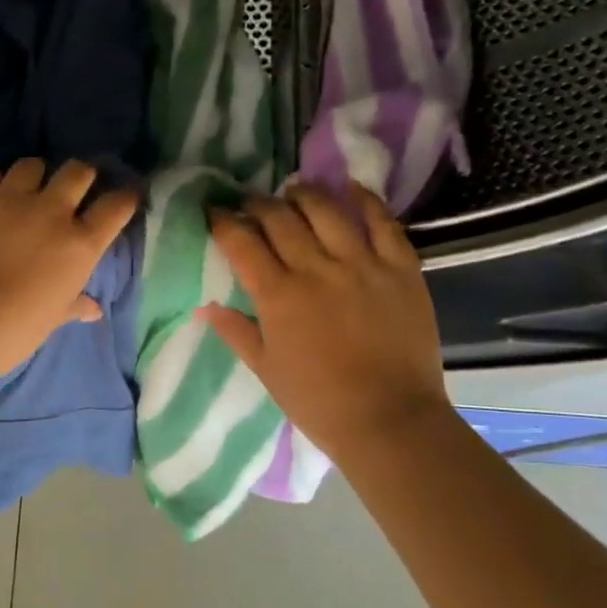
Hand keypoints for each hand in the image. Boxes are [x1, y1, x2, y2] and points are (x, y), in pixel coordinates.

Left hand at [0, 159, 137, 379]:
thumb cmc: (10, 331)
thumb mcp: (49, 321)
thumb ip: (72, 306)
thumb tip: (92, 309)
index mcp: (79, 246)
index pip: (115, 208)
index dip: (124, 198)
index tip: (125, 197)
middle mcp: (50, 213)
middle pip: (78, 172)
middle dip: (83, 175)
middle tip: (77, 186)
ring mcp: (9, 201)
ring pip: (33, 165)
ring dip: (37, 174)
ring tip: (31, 188)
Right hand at [199, 182, 447, 462]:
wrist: (389, 420)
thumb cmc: (318, 401)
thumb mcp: (266, 369)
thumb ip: (236, 332)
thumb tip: (205, 307)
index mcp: (278, 296)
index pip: (241, 242)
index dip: (223, 221)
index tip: (214, 211)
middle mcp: (316, 269)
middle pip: (280, 218)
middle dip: (258, 203)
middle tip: (249, 201)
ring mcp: (362, 264)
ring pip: (326, 210)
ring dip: (304, 194)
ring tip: (293, 190)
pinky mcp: (401, 268)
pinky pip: (383, 222)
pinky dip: (365, 199)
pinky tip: (351, 187)